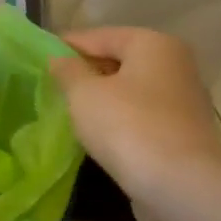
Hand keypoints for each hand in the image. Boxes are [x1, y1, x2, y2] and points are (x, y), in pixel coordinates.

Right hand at [52, 28, 220, 220]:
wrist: (179, 183)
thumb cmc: (126, 125)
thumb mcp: (83, 93)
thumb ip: (67, 71)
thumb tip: (59, 60)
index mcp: (153, 44)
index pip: (98, 36)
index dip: (65, 47)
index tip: (38, 59)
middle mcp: (174, 64)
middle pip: (118, 60)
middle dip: (85, 72)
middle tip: (51, 86)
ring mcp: (182, 99)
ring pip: (129, 89)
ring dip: (102, 96)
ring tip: (70, 110)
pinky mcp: (182, 130)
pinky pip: (140, 113)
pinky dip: (118, 117)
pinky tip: (97, 132)